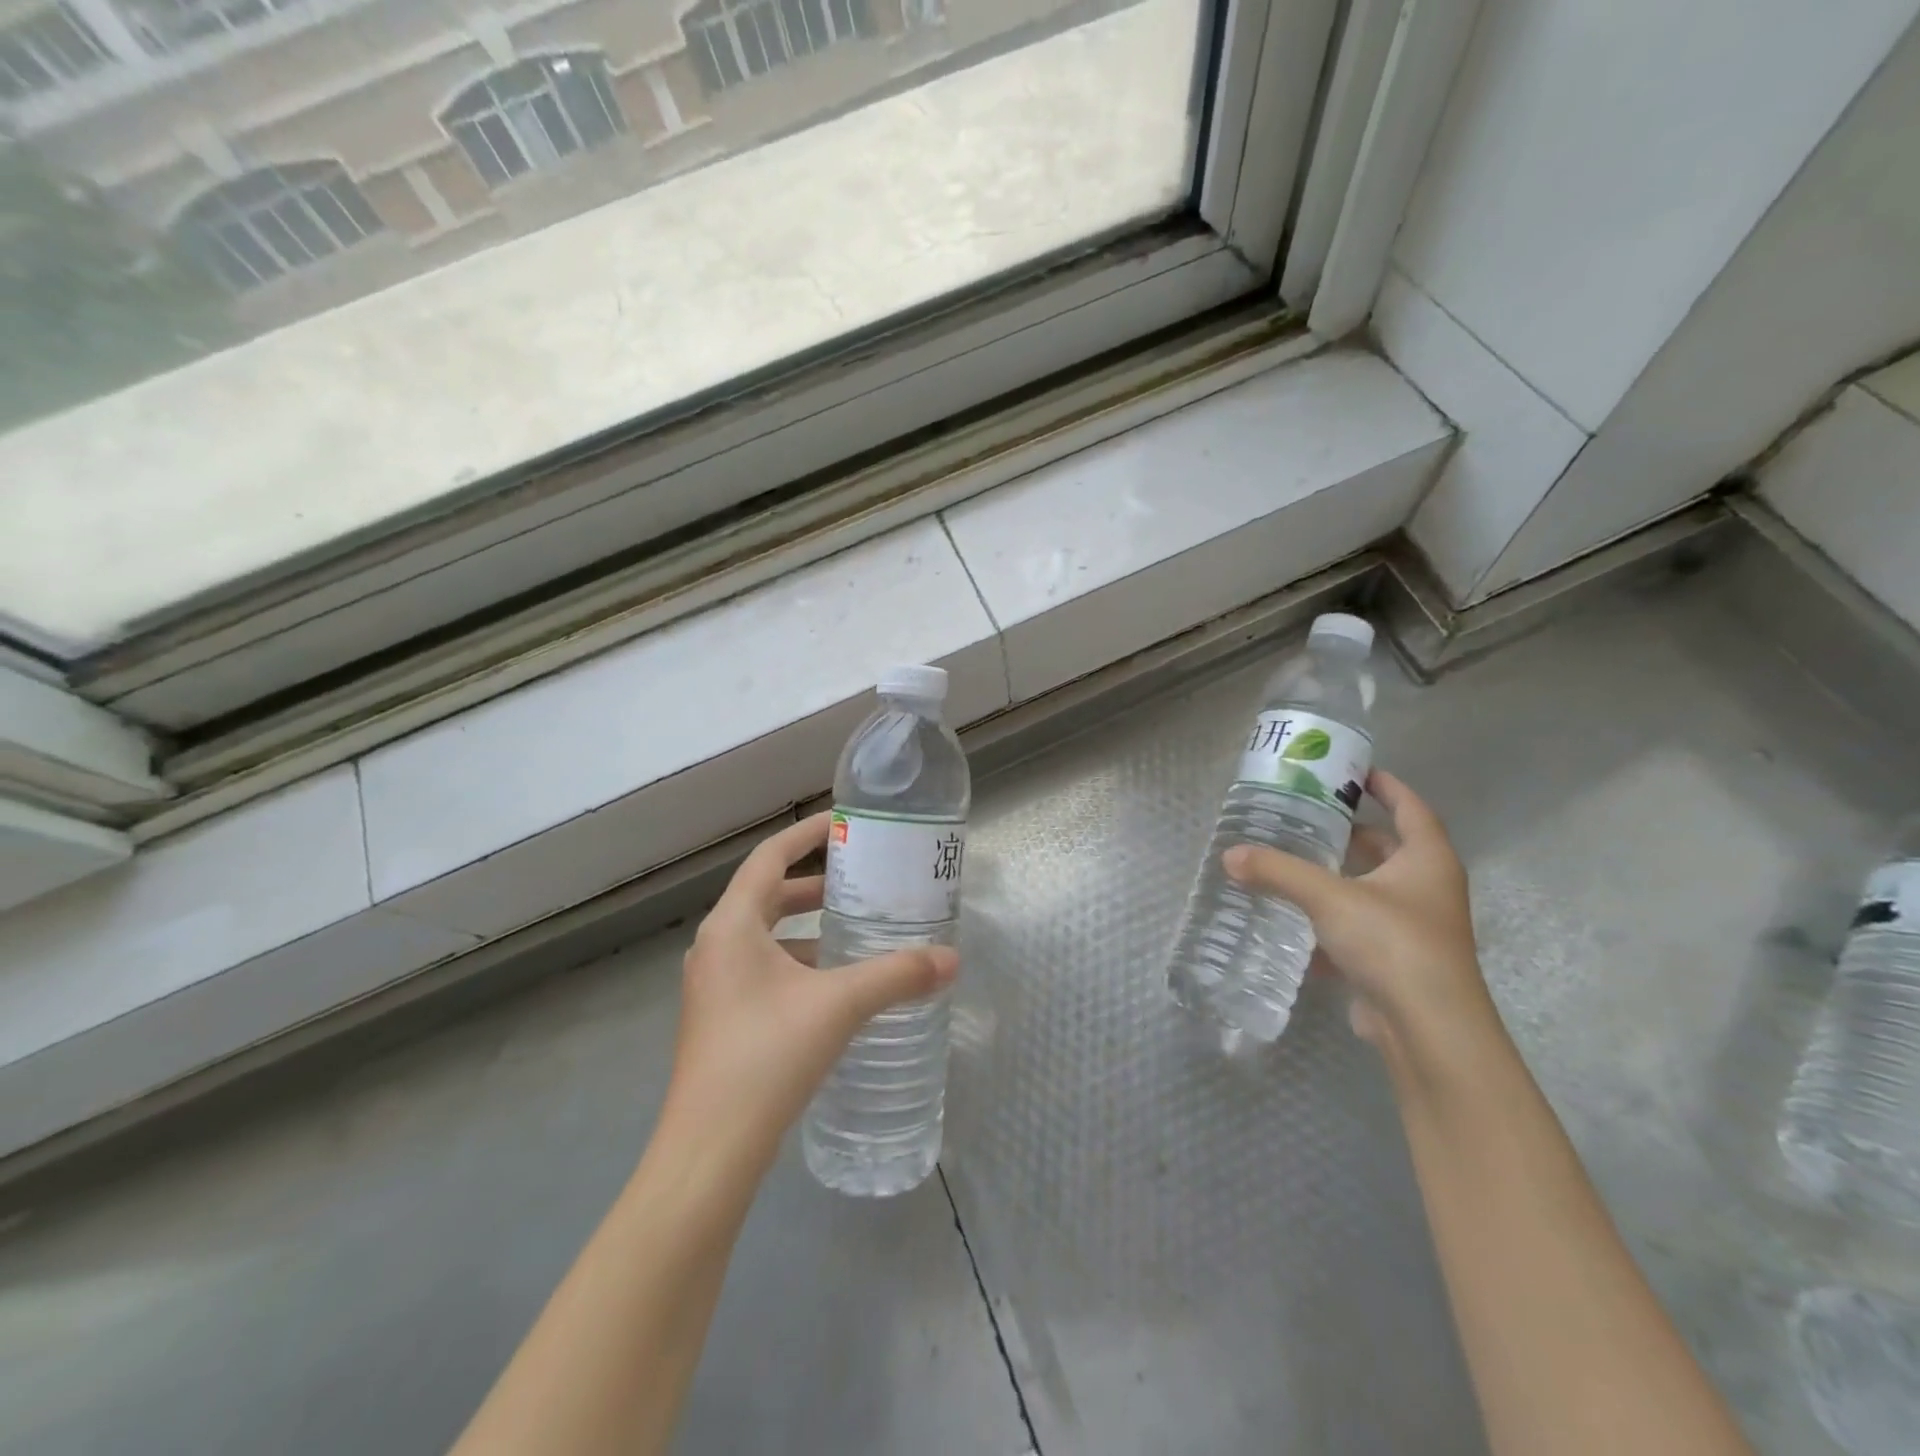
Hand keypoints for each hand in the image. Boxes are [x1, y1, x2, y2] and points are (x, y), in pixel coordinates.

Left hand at [663, 813, 958, 1163]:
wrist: (709, 1150)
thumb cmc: (768, 1056)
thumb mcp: (840, 1006)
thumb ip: (897, 975)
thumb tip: (952, 959)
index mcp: (732, 926)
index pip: (769, 857)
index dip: (806, 835)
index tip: (844, 825)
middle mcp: (716, 946)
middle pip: (767, 895)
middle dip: (814, 884)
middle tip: (861, 880)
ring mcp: (713, 985)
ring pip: (765, 936)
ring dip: (806, 928)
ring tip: (855, 931)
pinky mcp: (720, 1018)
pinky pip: (762, 969)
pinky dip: (797, 963)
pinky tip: (834, 986)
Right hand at [1223, 769, 1489, 1052]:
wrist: (1428, 1029)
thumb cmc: (1393, 943)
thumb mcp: (1329, 897)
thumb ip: (1278, 872)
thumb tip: (1230, 855)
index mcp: (1427, 861)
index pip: (1412, 808)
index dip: (1387, 787)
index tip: (1355, 772)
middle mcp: (1427, 890)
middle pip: (1389, 849)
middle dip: (1351, 834)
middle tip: (1307, 818)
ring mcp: (1414, 929)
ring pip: (1370, 891)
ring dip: (1337, 879)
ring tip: (1292, 862)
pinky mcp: (1396, 962)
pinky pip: (1358, 930)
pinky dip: (1330, 922)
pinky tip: (1294, 923)